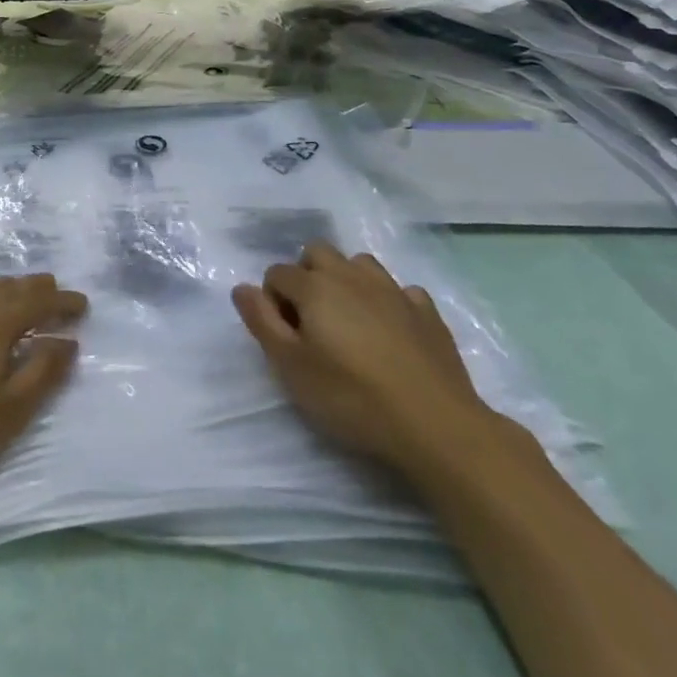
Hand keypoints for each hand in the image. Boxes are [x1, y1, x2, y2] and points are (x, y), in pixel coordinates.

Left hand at [0, 273, 86, 501]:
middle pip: (8, 287)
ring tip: (18, 299)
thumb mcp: (10, 410)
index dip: (62, 302)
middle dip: (35, 288)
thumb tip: (67, 341)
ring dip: (5, 291)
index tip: (82, 304)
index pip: (37, 300)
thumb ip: (43, 371)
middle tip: (54, 293)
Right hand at [233, 241, 500, 482]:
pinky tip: (392, 331)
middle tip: (312, 322)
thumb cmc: (352, 397)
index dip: (272, 300)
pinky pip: (400, 290)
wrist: (435, 423)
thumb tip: (242, 288)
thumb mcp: (292, 368)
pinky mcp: (426, 311)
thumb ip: (262, 322)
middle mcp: (350, 275)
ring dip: (347, 281)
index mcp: (315, 287)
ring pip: (359, 264)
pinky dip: (389, 302)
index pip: (277, 273)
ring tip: (349, 322)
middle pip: (317, 253)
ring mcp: (392, 289)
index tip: (284, 336)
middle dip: (306, 276)